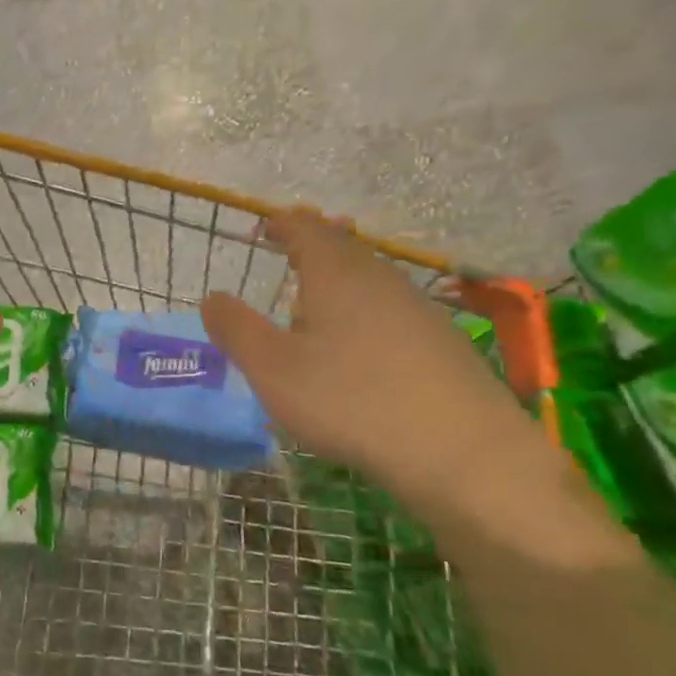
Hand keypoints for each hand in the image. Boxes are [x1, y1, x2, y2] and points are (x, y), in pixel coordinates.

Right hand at [200, 211, 553, 524]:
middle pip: (343, 246)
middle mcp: (379, 277)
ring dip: (340, 278)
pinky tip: (361, 344)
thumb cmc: (351, 401)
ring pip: (369, 277)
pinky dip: (365, 309)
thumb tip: (212, 297)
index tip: (262, 229)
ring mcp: (417, 307)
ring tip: (317, 300)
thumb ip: (236, 329)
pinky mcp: (441, 341)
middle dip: (312, 245)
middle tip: (288, 252)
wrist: (462, 451)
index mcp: (335, 272)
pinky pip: (391, 308)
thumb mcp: (272, 369)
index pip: (304, 228)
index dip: (281, 224)